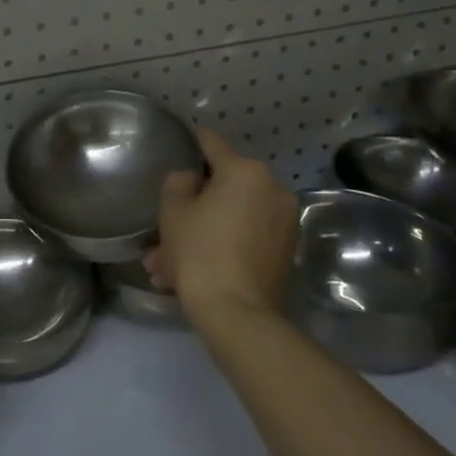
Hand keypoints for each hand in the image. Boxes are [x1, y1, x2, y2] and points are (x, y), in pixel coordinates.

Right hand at [145, 128, 299, 321]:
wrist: (238, 313)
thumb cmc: (200, 252)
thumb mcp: (173, 211)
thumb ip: (178, 182)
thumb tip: (193, 179)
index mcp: (245, 171)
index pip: (212, 143)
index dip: (192, 141)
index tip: (179, 143)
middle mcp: (272, 188)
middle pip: (225, 184)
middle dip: (195, 201)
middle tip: (168, 221)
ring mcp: (284, 220)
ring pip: (234, 214)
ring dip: (206, 228)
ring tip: (171, 258)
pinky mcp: (287, 249)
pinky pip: (246, 235)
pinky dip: (224, 243)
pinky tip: (196, 268)